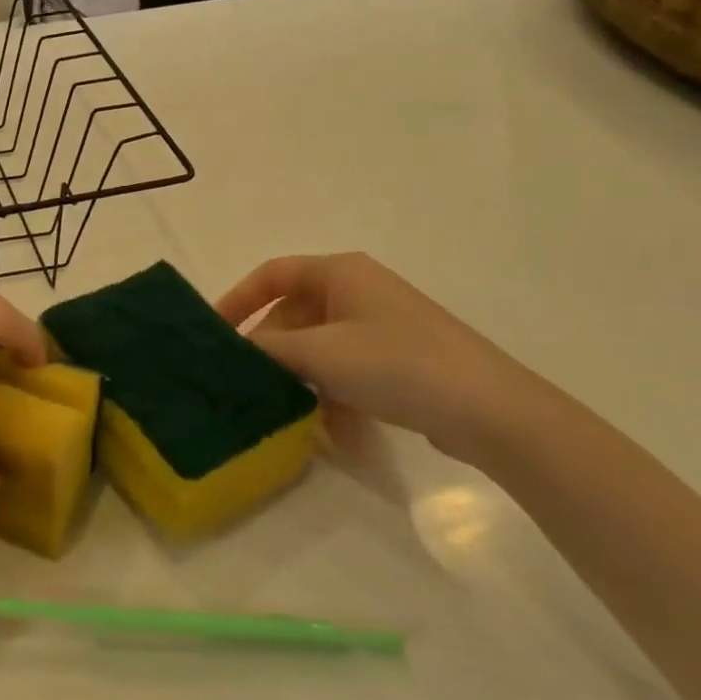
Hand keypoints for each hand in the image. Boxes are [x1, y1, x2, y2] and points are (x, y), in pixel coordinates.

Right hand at [217, 253, 548, 468]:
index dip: (238, 299)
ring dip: (297, 375)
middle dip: (269, 347)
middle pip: (294, 312)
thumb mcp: (321, 354)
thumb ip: (269, 349)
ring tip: (278, 409)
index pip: (272, 274)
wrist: (488, 408)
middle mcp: (358, 290)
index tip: (212, 334)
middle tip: (242, 381)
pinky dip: (328, 390)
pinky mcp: (397, 359)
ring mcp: (380, 325)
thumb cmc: (396, 363)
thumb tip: (232, 351)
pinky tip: (324, 427)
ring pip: (318, 344)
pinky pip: (345, 367)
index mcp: (339, 272)